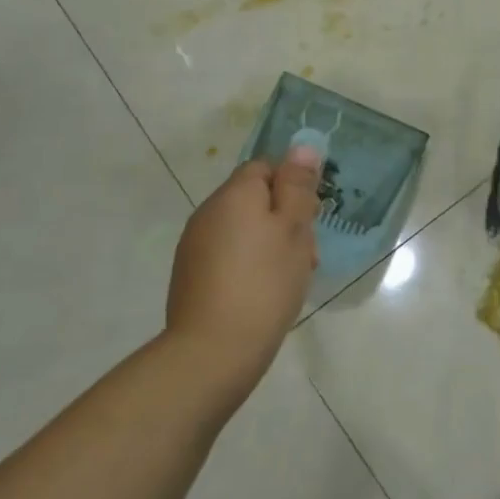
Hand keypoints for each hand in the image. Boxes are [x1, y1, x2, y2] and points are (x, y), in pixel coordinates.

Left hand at [165, 145, 321, 395]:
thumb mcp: (293, 229)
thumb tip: (302, 146)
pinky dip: (249, 265)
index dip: (292, 186)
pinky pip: (228, 255)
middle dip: (284, 219)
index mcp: (234, 194)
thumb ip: (297, 186)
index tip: (309, 218)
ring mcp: (195, 245)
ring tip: (290, 277)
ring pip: (243, 229)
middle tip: (307, 253)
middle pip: (254, 199)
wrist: (213, 351)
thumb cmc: (264, 283)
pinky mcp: (190, 276)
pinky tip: (264, 293)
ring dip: (269, 244)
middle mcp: (208, 212)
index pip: (265, 167)